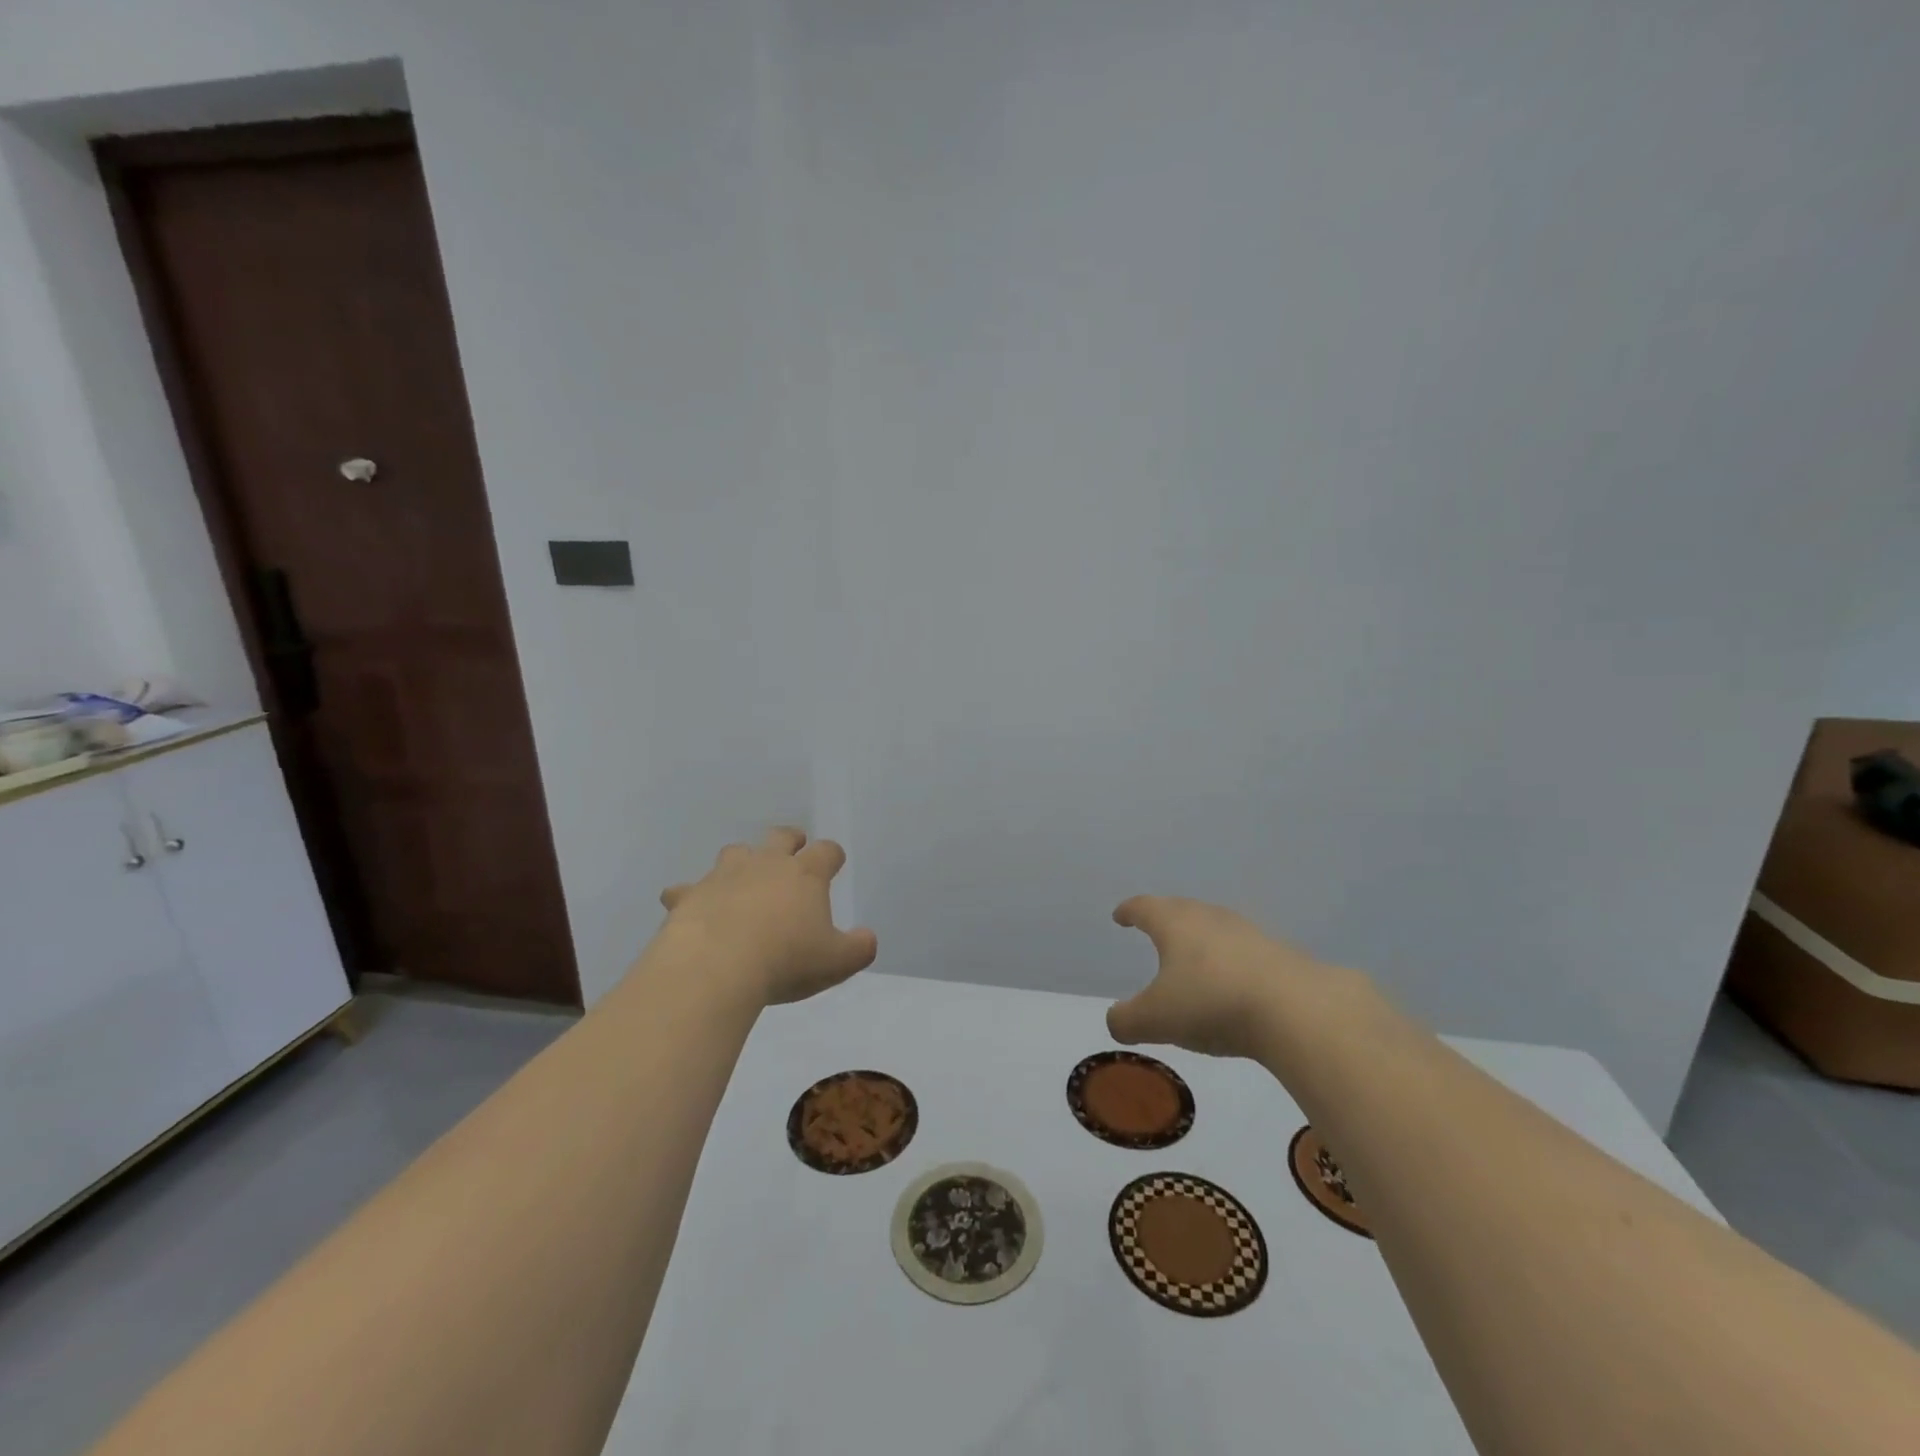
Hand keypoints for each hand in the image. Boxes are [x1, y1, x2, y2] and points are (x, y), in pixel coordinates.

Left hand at [658, 828, 877, 1006]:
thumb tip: (867, 938)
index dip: (832, 856)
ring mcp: (724, 876)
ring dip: (742, 862)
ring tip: (742, 880)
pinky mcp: (690, 895)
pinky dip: (690, 895)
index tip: (834, 864)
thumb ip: (859, 948)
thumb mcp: (836, 962)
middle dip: (789, 841)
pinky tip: (689, 906)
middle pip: (780, 837)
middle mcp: (766, 864)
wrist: (714, 967)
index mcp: (805, 874)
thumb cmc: (785, 961)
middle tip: (793, 850)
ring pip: (735, 852)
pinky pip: (686, 888)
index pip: (827, 851)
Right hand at [1107, 895, 1354, 1059]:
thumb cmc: (1212, 1004)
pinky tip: (1233, 982)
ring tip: (1193, 957)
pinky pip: (1244, 951)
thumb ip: (1127, 1020)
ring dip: (1201, 939)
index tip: (1120, 915)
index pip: (1145, 908)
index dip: (1129, 911)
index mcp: (1175, 924)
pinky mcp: (1280, 955)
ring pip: (1216, 928)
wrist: (1297, 1011)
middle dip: (1165, 918)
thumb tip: (1116, 1020)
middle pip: (1181, 909)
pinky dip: (1231, 962)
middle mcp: (1210, 918)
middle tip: (1154, 929)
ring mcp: (1249, 933)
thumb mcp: (1156, 1020)